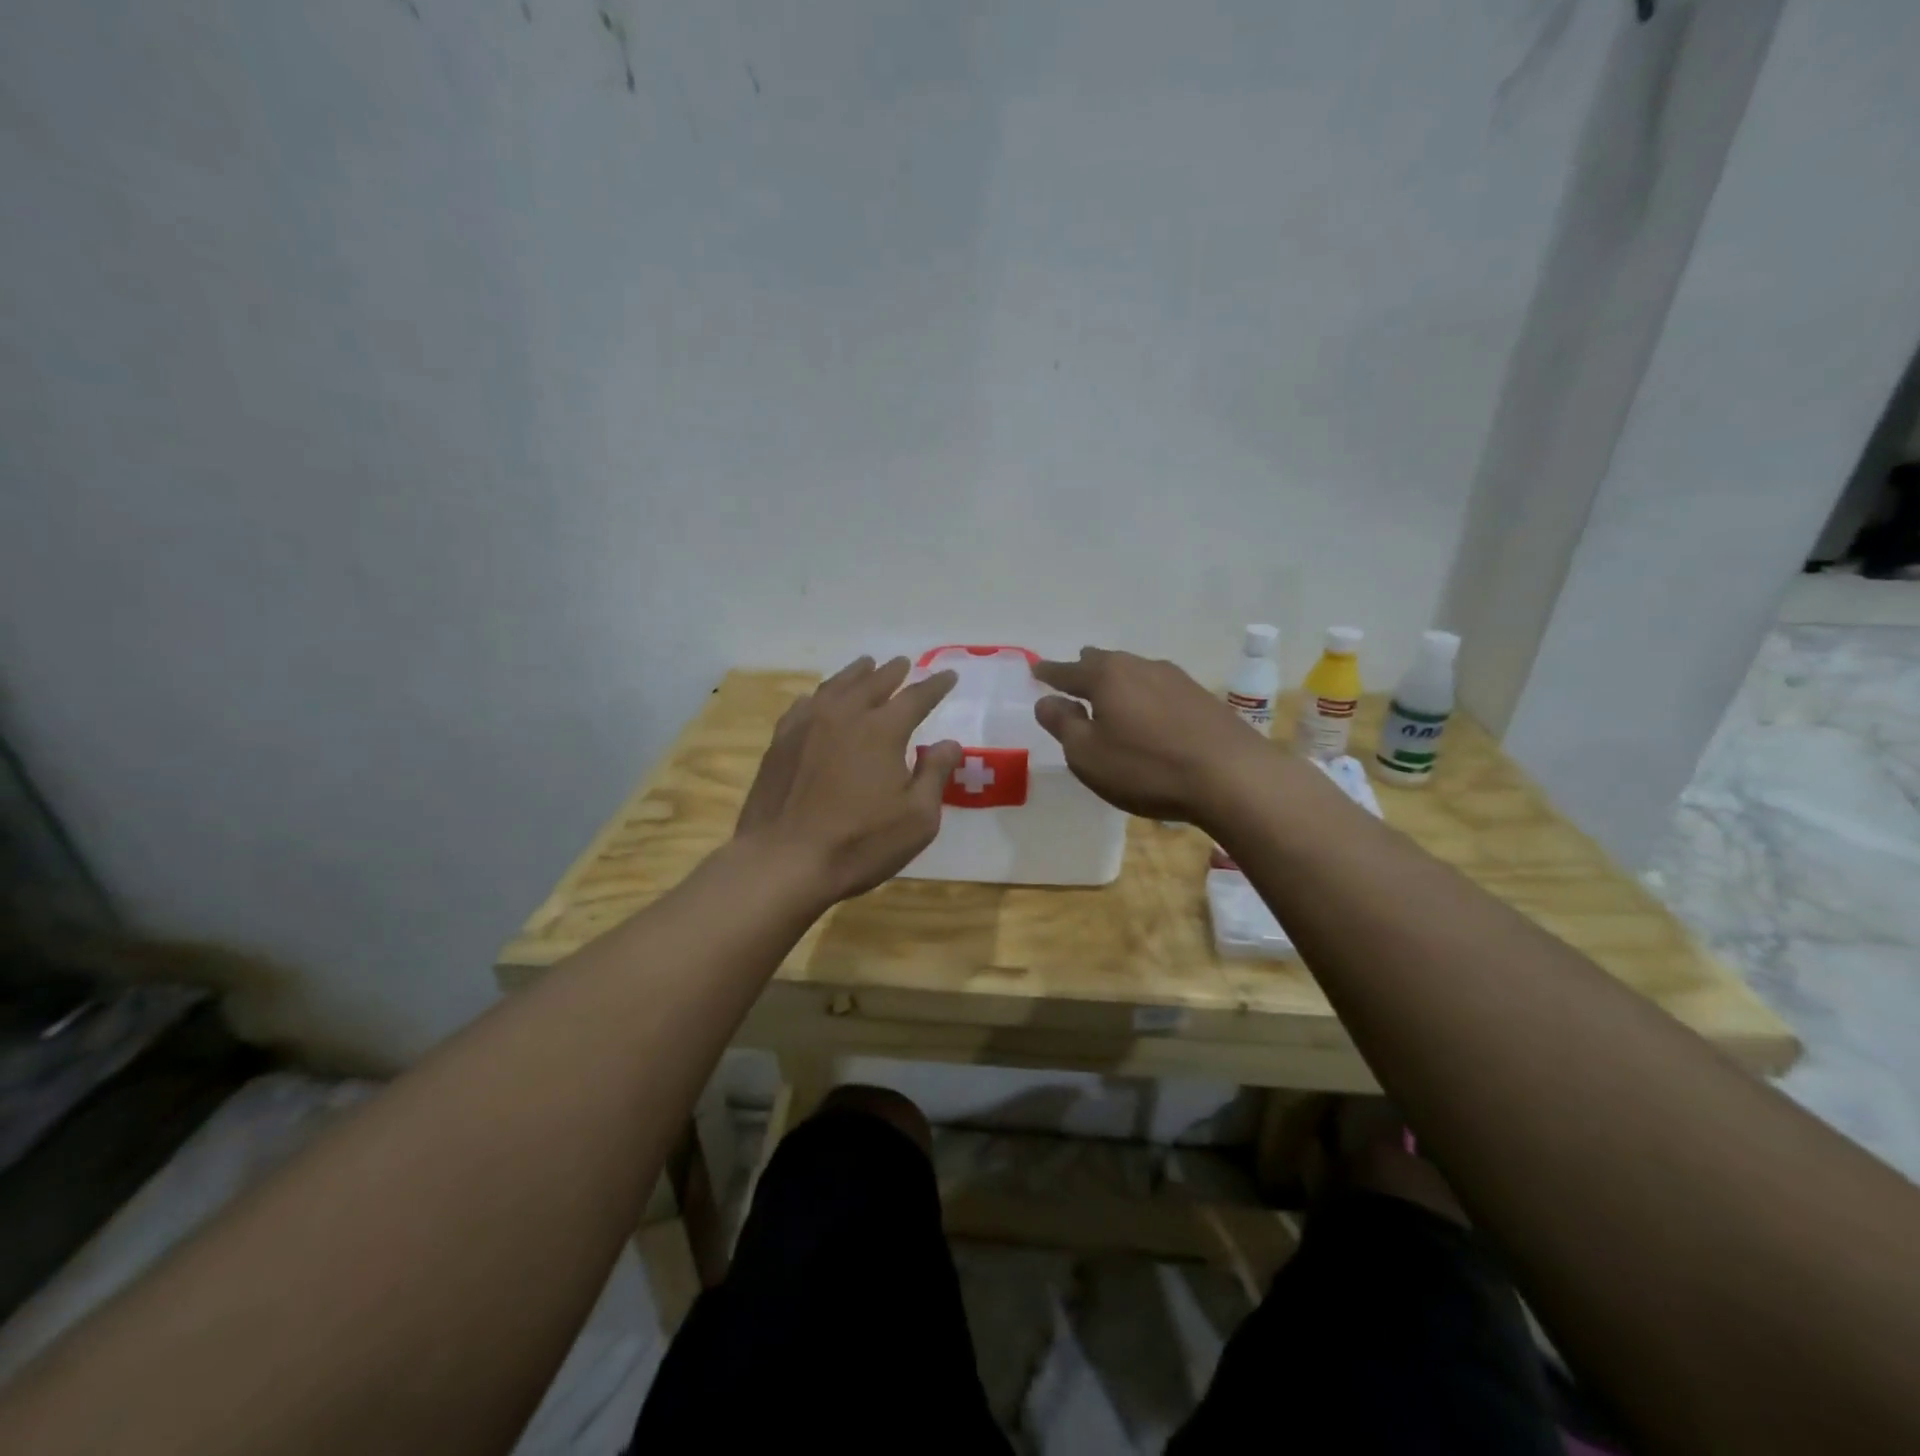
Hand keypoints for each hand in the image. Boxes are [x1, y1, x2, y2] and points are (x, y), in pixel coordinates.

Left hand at [736, 656, 963, 902]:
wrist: (782, 861)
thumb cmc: (859, 843)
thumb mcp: (917, 819)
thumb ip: (935, 775)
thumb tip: (950, 743)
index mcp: (882, 730)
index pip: (915, 698)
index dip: (935, 685)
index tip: (948, 675)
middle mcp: (844, 716)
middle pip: (872, 683)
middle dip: (892, 672)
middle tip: (904, 663)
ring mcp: (806, 726)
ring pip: (835, 687)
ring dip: (856, 674)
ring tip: (866, 666)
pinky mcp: (780, 742)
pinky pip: (804, 705)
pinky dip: (820, 695)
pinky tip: (819, 699)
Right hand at [1032, 647, 1271, 826]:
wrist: (1232, 777)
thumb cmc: (1146, 768)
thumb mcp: (1088, 755)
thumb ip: (1063, 724)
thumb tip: (1046, 701)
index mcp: (1106, 676)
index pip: (1068, 671)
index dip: (1049, 673)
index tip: (1036, 670)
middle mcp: (1140, 666)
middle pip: (1105, 662)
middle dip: (1085, 669)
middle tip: (1073, 677)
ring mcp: (1175, 679)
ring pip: (1135, 672)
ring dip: (1118, 681)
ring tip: (1111, 694)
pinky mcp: (1201, 697)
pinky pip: (1159, 688)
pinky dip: (1144, 695)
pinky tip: (1149, 712)